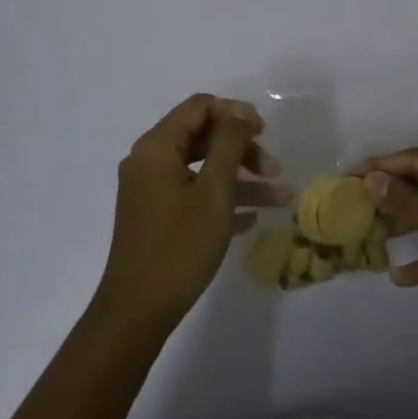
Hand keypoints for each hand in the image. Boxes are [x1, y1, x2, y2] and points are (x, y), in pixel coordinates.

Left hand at [95, 94, 289, 334]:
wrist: (137, 311)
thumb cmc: (179, 246)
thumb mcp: (214, 191)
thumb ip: (229, 144)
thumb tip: (240, 110)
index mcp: (157, 147)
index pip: (199, 107)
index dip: (235, 113)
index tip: (265, 132)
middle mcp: (149, 161)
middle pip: (202, 136)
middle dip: (242, 149)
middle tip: (275, 169)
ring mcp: (150, 190)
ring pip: (201, 169)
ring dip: (240, 178)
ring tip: (280, 198)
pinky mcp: (155, 216)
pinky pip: (193, 194)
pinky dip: (222, 199)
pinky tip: (252, 218)